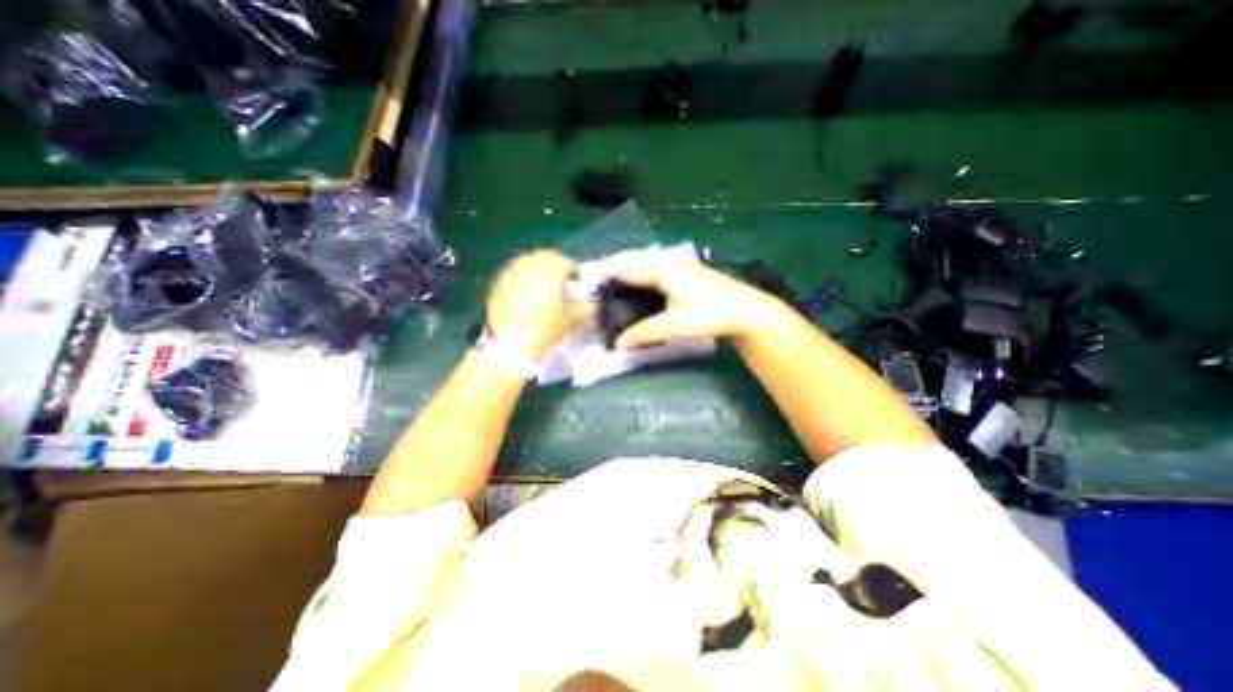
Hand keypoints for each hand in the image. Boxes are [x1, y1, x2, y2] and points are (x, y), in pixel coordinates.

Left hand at [487, 251, 578, 361]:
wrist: (512, 345)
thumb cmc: (546, 329)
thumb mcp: (572, 319)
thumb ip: (589, 307)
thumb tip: (595, 301)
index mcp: (550, 272)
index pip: (566, 262)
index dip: (574, 272)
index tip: (576, 282)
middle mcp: (530, 266)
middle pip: (546, 256)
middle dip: (556, 265)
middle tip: (561, 280)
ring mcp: (511, 273)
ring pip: (528, 261)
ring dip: (539, 268)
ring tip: (543, 284)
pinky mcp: (498, 283)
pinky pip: (514, 271)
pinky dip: (523, 275)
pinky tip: (526, 291)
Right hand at [607, 253, 773, 347]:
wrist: (748, 312)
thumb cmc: (710, 315)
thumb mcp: (674, 325)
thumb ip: (644, 333)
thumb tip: (618, 343)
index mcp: (663, 271)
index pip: (629, 269)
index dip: (609, 274)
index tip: (591, 281)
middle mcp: (671, 263)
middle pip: (638, 262)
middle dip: (619, 269)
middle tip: (601, 283)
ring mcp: (684, 266)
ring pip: (651, 263)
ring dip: (634, 270)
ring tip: (619, 282)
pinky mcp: (692, 272)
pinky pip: (661, 268)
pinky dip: (647, 274)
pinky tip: (647, 284)